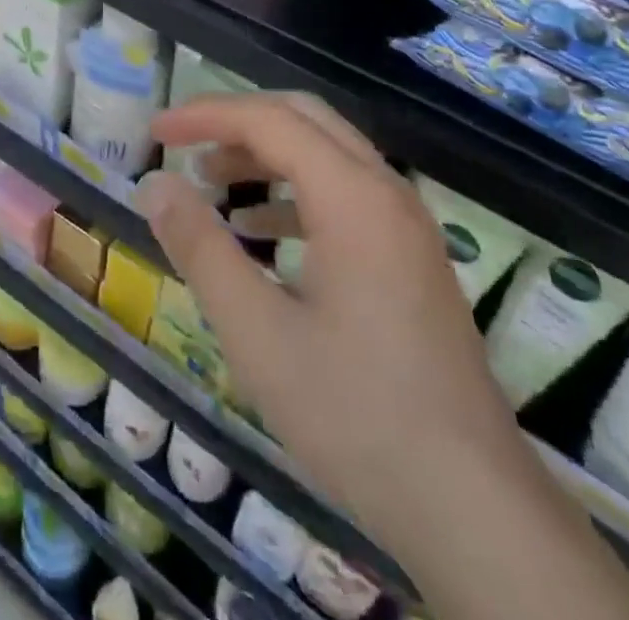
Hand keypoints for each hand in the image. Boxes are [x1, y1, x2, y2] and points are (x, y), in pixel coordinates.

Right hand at [138, 94, 518, 545]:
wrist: (475, 512)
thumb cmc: (356, 414)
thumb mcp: (257, 332)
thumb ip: (200, 247)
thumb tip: (155, 185)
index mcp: (354, 197)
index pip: (268, 120)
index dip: (205, 115)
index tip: (154, 133)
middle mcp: (387, 192)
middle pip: (303, 119)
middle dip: (236, 121)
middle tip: (182, 144)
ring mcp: (407, 226)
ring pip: (327, 154)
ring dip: (265, 155)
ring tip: (210, 182)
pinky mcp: (412, 259)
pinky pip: (346, 194)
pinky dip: (294, 193)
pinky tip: (260, 234)